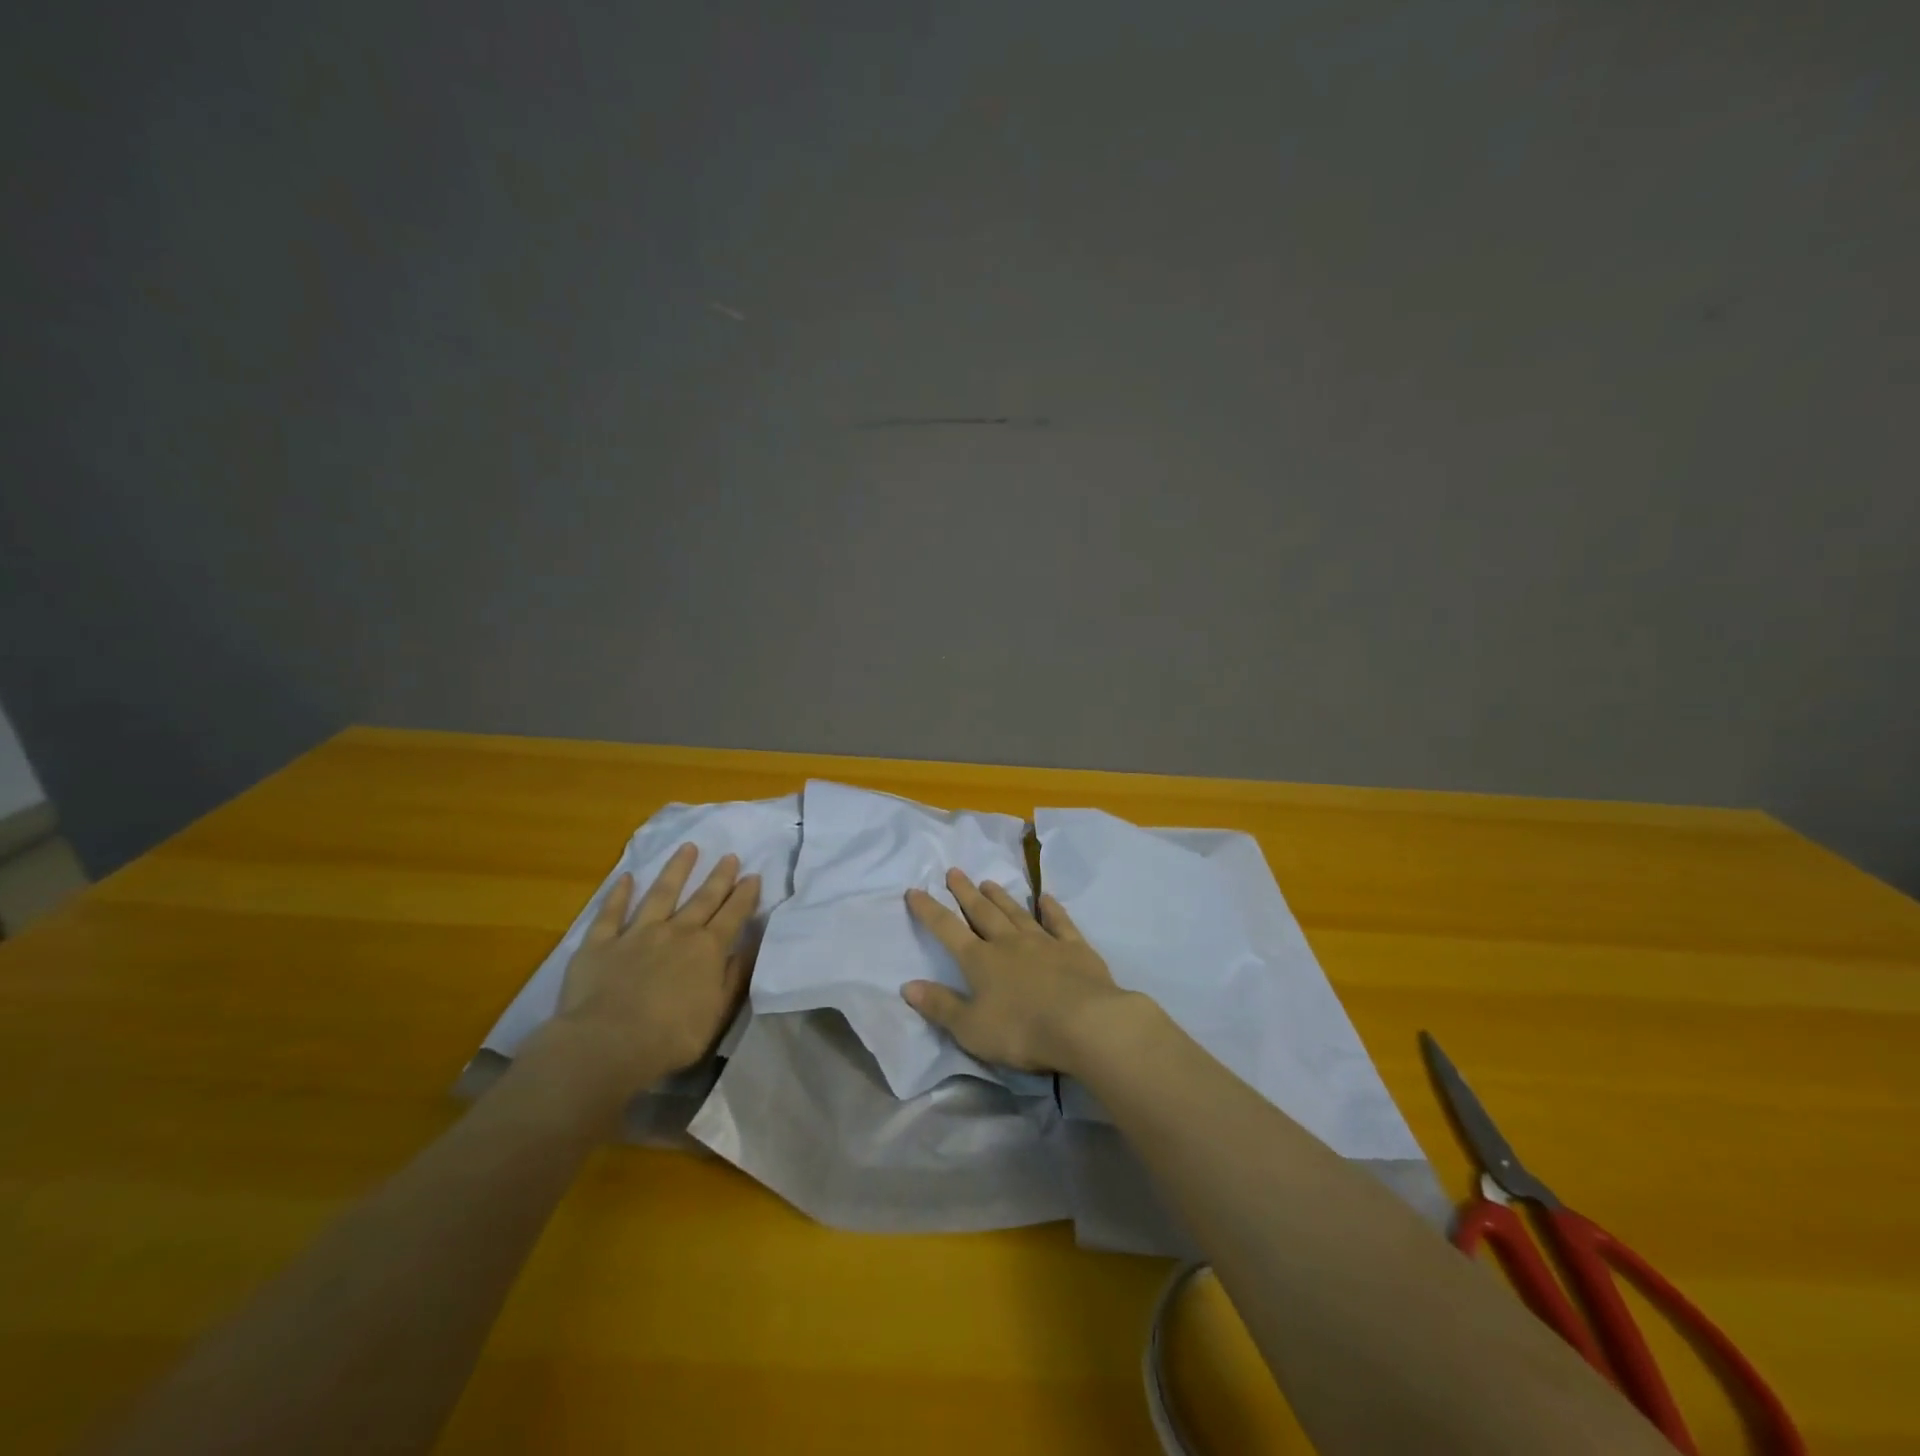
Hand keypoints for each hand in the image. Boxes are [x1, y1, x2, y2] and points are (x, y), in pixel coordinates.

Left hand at [557, 843, 760, 1091]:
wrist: (608, 1043)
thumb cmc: (671, 1037)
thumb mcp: (717, 1012)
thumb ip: (734, 977)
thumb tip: (750, 946)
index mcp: (708, 950)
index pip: (733, 915)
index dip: (745, 895)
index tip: (753, 876)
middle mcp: (677, 932)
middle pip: (703, 899)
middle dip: (719, 877)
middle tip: (730, 856)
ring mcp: (637, 933)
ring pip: (661, 893)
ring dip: (676, 870)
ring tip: (688, 848)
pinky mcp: (601, 943)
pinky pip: (611, 913)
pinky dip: (619, 894)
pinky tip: (627, 877)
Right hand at [901, 868, 1135, 1073]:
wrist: (1084, 1024)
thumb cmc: (1022, 1031)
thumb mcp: (971, 1028)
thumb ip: (940, 1005)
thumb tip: (907, 985)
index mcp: (980, 961)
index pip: (948, 930)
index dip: (929, 911)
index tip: (915, 890)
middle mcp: (1008, 943)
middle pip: (982, 912)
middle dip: (965, 892)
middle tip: (954, 871)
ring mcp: (1043, 942)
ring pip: (1016, 912)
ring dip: (1001, 897)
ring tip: (988, 881)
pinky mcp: (1075, 949)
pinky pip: (1059, 922)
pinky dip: (1052, 908)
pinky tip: (1046, 898)